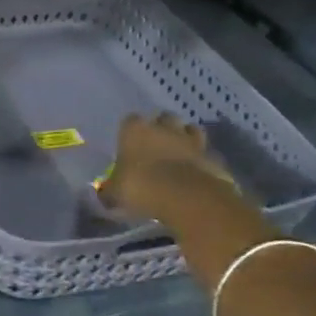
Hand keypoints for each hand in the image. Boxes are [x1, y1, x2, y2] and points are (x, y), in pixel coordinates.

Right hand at [97, 113, 242, 223]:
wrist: (187, 197)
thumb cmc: (142, 187)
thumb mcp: (116, 193)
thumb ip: (110, 189)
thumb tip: (104, 193)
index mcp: (136, 130)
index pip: (130, 120)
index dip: (130, 131)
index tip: (129, 144)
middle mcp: (164, 128)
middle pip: (164, 118)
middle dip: (161, 128)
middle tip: (156, 146)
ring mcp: (191, 140)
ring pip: (189, 130)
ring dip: (185, 138)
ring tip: (179, 154)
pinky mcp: (212, 156)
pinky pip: (205, 153)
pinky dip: (201, 159)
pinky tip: (196, 172)